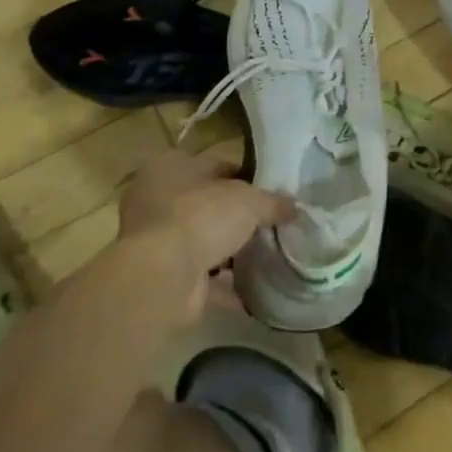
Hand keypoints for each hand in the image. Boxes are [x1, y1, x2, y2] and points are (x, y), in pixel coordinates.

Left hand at [119, 147, 291, 322]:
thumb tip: (295, 208)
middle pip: (208, 204)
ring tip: (267, 254)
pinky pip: (202, 276)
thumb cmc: (202, 217)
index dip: (246, 178)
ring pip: (203, 240)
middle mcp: (156, 200)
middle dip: (237, 216)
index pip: (216, 165)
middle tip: (271, 223)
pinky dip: (226, 282)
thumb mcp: (250, 200)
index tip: (271, 192)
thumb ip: (274, 202)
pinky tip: (254, 286)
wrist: (163, 276)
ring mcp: (157, 241)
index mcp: (170, 167)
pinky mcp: (163, 275)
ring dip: (230, 249)